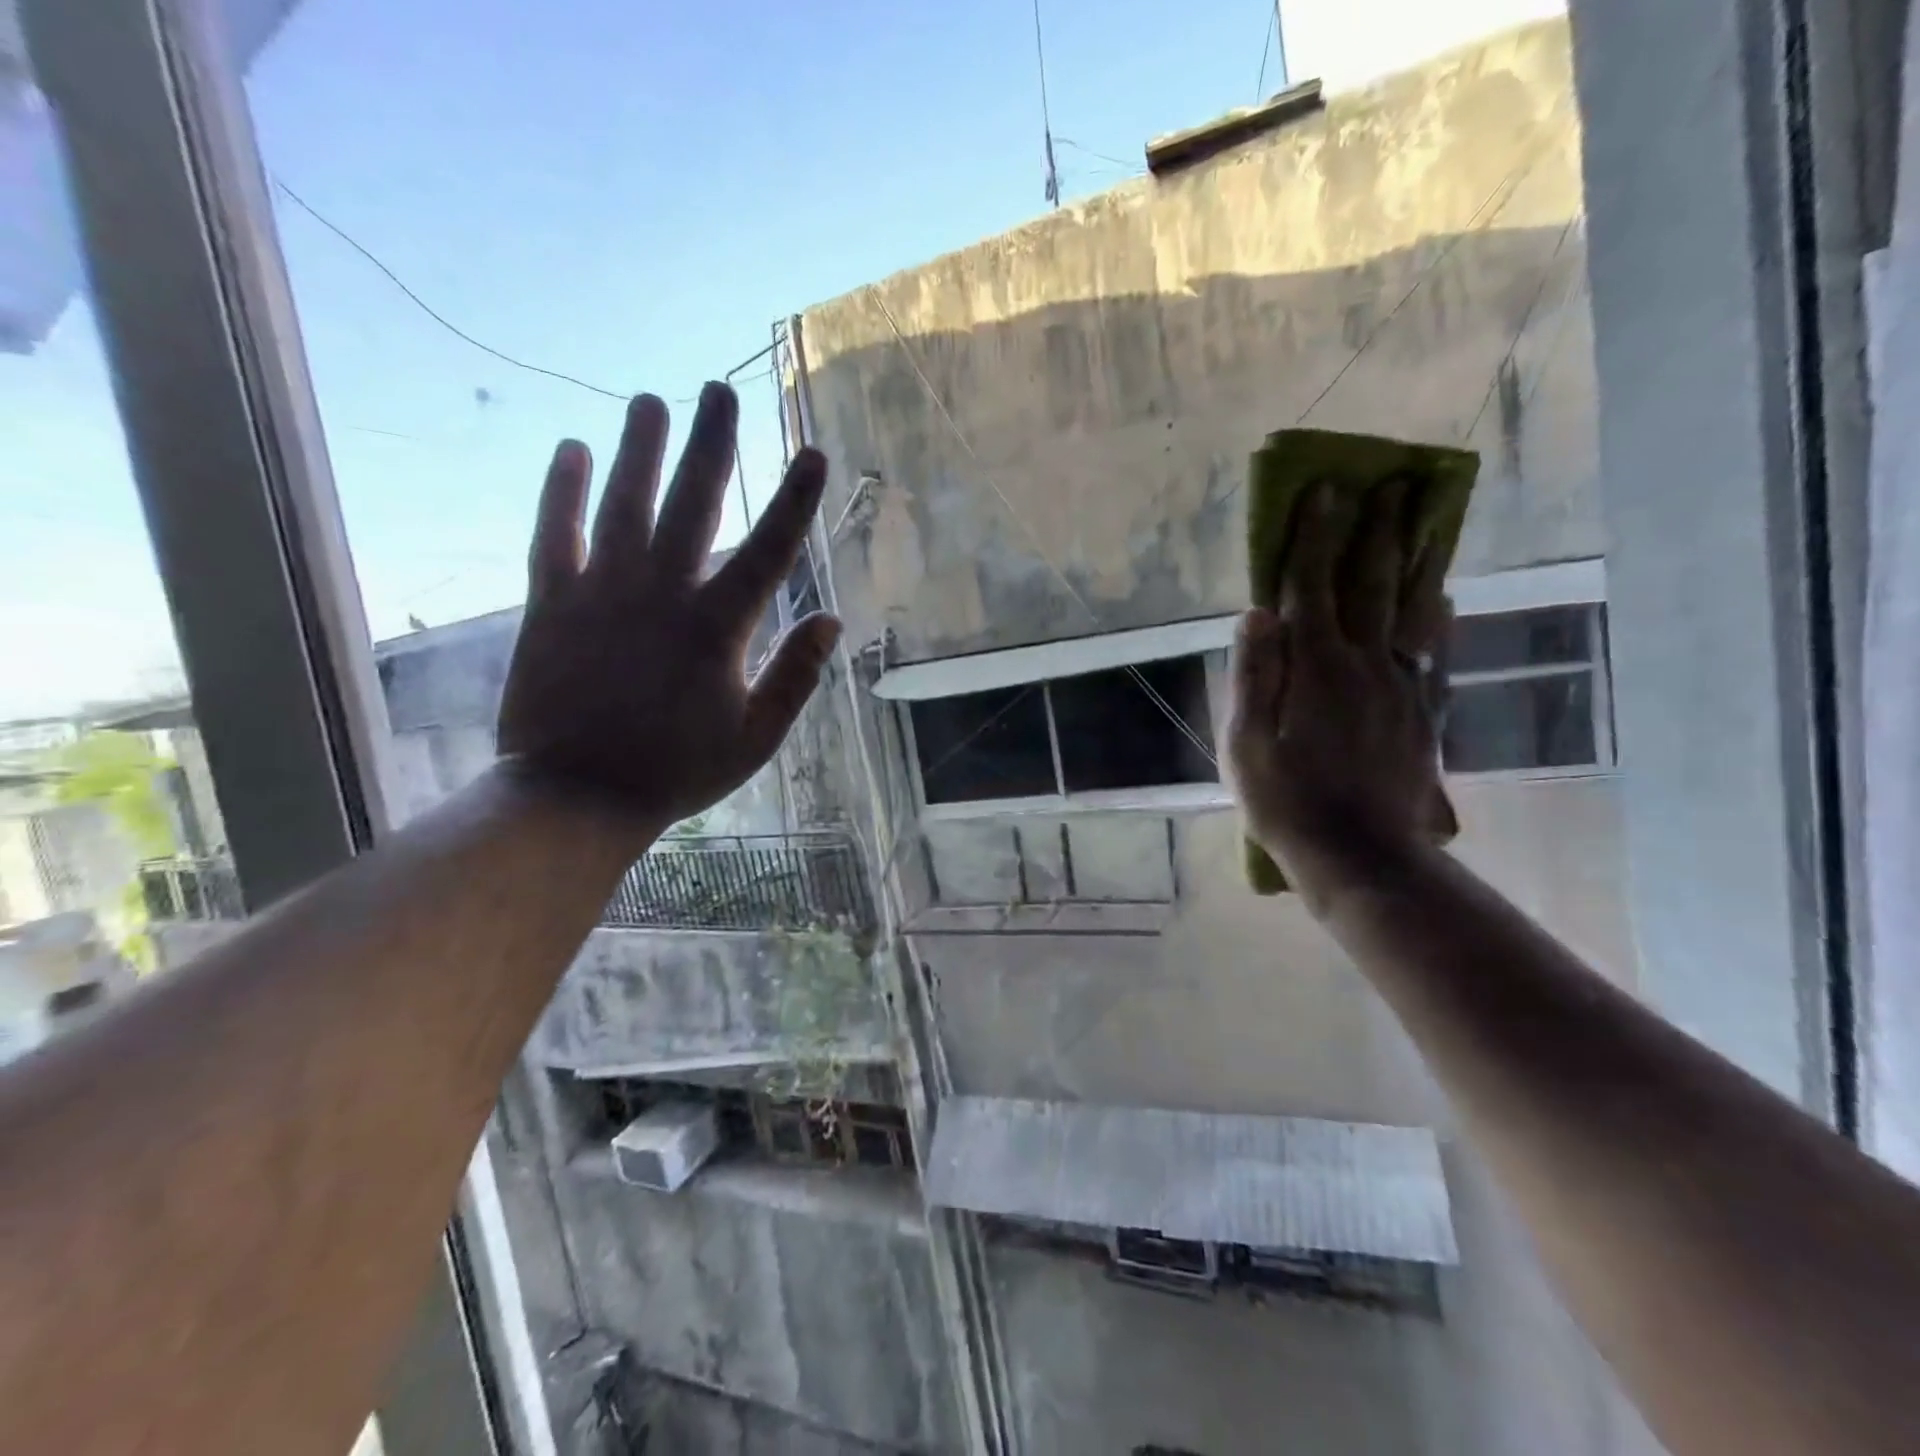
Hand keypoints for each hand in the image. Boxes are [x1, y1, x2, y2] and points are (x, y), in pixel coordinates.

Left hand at [497, 382, 839, 838]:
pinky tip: (574, 449)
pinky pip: (556, 533)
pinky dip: (564, 490)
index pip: (768, 551)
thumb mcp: (754, 738)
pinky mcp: (551, 604)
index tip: (813, 454)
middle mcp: (661, 594)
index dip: (795, 501)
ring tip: (651, 399)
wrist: (576, 796)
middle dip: (711, 444)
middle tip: (719, 390)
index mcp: (716, 629)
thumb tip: (832, 620)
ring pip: (624, 503)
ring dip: (641, 449)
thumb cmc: (676, 771)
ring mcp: (601, 593)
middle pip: (693, 503)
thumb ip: (795, 677)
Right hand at [1229, 480, 1451, 910]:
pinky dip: (1438, 620)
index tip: (1324, 491)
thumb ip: (1253, 675)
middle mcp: (1366, 665)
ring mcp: (1402, 688)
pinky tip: (1443, 600)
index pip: (1312, 588)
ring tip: (1427, 521)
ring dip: (1415, 562)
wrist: (1360, 855)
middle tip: (1391, 485)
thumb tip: (1257, 613)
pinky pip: (1433, 653)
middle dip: (1377, 532)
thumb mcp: (1246, 744)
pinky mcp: (1422, 713)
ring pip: (1412, 611)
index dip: (1316, 538)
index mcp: (1317, 669)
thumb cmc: (1287, 802)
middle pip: (1372, 587)